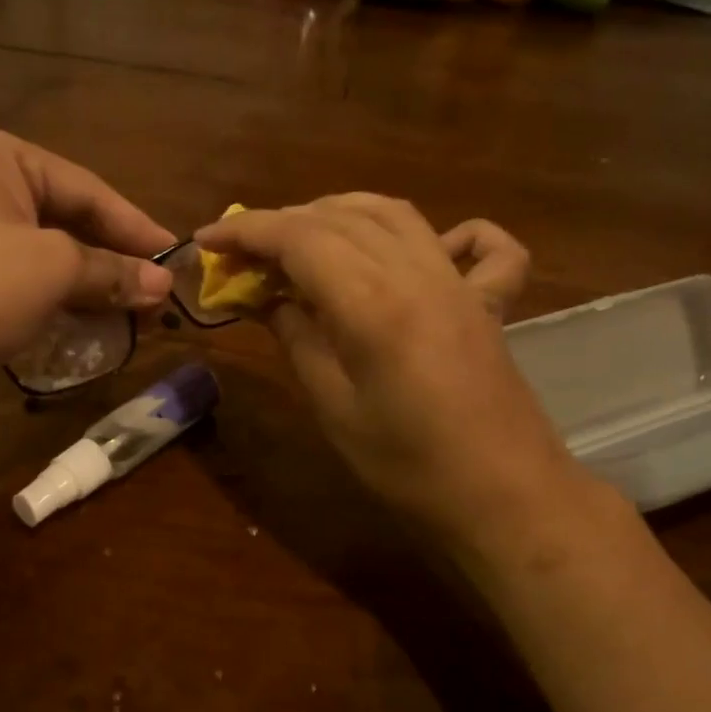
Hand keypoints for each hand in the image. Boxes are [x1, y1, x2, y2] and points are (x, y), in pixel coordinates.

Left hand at [0, 119, 173, 384]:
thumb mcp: (54, 273)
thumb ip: (113, 272)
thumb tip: (163, 286)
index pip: (85, 188)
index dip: (136, 227)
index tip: (175, 256)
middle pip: (63, 213)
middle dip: (110, 255)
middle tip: (153, 286)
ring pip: (39, 241)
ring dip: (84, 275)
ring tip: (126, 302)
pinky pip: (12, 261)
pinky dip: (49, 285)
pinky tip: (79, 308)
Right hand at [195, 196, 580, 538]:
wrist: (503, 498)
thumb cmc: (407, 466)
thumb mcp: (333, 408)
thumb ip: (298, 339)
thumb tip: (267, 298)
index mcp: (372, 302)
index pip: (298, 237)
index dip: (246, 230)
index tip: (206, 239)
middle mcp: (418, 272)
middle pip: (340, 217)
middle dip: (282, 222)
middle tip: (244, 254)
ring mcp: (460, 282)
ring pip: (395, 215)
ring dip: (341, 213)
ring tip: (303, 238)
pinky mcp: (489, 303)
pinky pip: (480, 246)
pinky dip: (450, 233)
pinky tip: (428, 248)